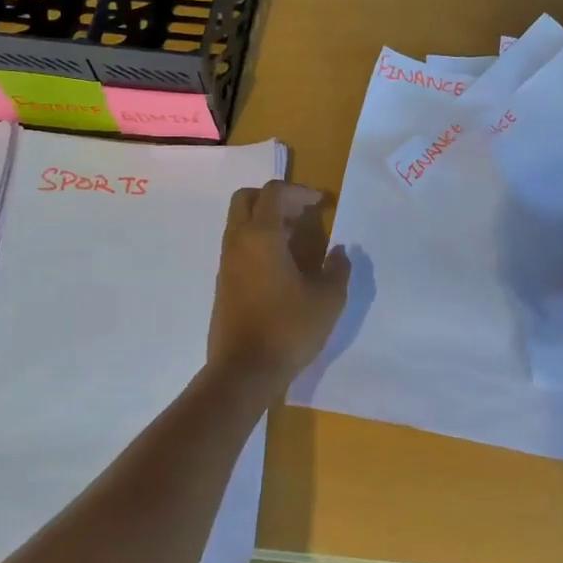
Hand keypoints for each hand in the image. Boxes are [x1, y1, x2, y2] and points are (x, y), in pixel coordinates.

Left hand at [207, 180, 351, 397]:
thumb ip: (337, 269)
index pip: (273, 192)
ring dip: (266, 221)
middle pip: (246, 198)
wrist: (243, 371)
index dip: (299, 191)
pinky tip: (283, 265)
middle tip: (301, 213)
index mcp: (261, 235)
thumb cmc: (288, 328)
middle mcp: (238, 241)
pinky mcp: (223, 283)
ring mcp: (226, 262)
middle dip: (274, 198)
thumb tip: (339, 253)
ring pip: (240, 222)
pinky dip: (259, 241)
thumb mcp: (328, 299)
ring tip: (298, 240)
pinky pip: (239, 246)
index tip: (321, 204)